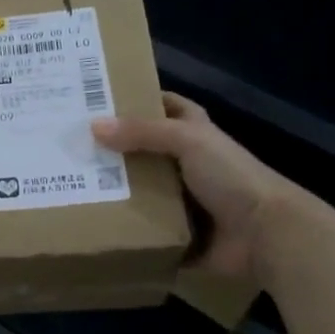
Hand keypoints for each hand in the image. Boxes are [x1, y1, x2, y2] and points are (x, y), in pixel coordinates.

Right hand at [92, 93, 305, 290]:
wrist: (264, 234)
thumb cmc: (230, 177)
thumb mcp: (187, 141)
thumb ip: (142, 132)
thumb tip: (93, 126)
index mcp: (195, 134)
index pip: (165, 107)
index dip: (138, 100)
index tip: (99, 99)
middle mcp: (188, 164)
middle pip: (144, 151)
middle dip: (113, 149)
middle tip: (72, 146)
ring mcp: (183, 200)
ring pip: (140, 190)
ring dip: (113, 190)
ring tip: (70, 184)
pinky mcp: (177, 233)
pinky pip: (144, 228)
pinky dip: (124, 228)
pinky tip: (91, 223)